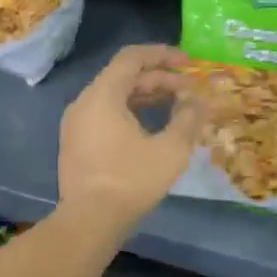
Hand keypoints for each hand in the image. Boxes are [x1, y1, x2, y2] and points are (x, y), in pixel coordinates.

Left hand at [58, 44, 204, 231]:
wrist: (89, 222)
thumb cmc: (131, 180)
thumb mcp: (170, 149)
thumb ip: (188, 119)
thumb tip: (199, 101)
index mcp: (102, 95)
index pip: (132, 58)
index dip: (162, 55)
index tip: (188, 62)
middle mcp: (84, 103)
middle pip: (123, 77)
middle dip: (159, 79)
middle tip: (189, 89)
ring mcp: (76, 125)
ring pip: (115, 97)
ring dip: (147, 97)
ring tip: (177, 107)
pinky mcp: (76, 144)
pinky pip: (106, 115)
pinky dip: (131, 113)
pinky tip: (153, 129)